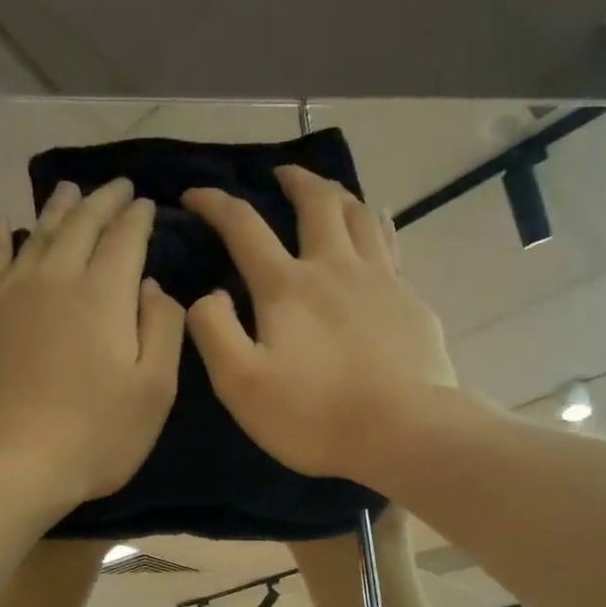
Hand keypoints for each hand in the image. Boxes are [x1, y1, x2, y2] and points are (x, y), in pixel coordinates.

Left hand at [0, 180, 183, 507]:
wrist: (9, 462)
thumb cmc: (96, 433)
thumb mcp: (155, 389)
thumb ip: (162, 328)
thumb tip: (152, 286)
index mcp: (104, 292)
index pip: (125, 237)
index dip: (137, 217)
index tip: (146, 204)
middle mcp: (56, 277)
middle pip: (81, 224)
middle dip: (102, 202)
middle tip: (116, 188)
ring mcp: (10, 293)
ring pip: (37, 234)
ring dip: (58, 209)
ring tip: (69, 191)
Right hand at [181, 166, 456, 484]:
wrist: (402, 432)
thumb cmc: (314, 414)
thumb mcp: (241, 383)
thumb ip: (214, 331)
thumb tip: (208, 294)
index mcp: (287, 286)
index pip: (244, 227)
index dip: (215, 204)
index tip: (194, 195)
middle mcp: (334, 267)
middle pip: (316, 202)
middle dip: (294, 180)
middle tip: (282, 174)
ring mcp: (380, 279)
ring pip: (360, 215)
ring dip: (339, 194)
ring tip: (329, 192)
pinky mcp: (411, 300)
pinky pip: (391, 244)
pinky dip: (378, 225)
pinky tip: (379, 226)